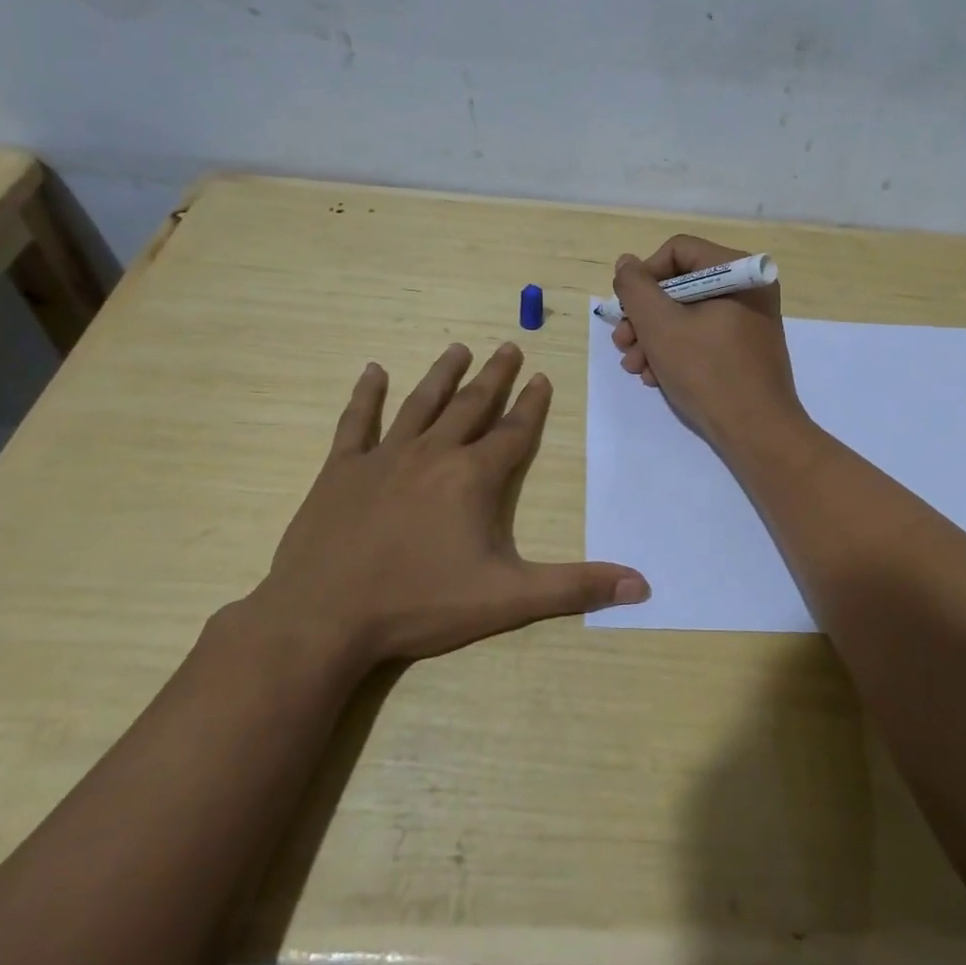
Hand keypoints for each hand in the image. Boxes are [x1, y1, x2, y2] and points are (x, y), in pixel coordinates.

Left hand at [255, 343, 648, 667]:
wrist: (324, 617)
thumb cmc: (420, 605)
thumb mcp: (507, 599)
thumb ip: (574, 588)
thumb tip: (641, 586)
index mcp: (473, 478)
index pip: (513, 432)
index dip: (532, 405)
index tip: (542, 377)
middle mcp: (433, 454)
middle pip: (472, 406)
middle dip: (494, 377)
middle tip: (509, 347)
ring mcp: (383, 458)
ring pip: (420, 404)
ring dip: (442, 374)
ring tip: (459, 348)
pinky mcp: (341, 470)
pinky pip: (357, 422)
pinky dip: (366, 395)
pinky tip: (372, 371)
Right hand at [609, 234, 806, 451]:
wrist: (757, 432)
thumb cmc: (708, 372)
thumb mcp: (660, 325)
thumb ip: (636, 288)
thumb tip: (626, 264)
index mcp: (737, 271)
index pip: (677, 251)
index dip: (644, 276)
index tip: (627, 309)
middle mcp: (747, 289)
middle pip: (679, 285)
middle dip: (644, 316)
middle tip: (623, 344)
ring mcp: (748, 320)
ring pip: (686, 315)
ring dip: (653, 338)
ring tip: (635, 368)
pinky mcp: (744, 349)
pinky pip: (702, 337)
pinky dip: (675, 352)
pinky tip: (656, 377)